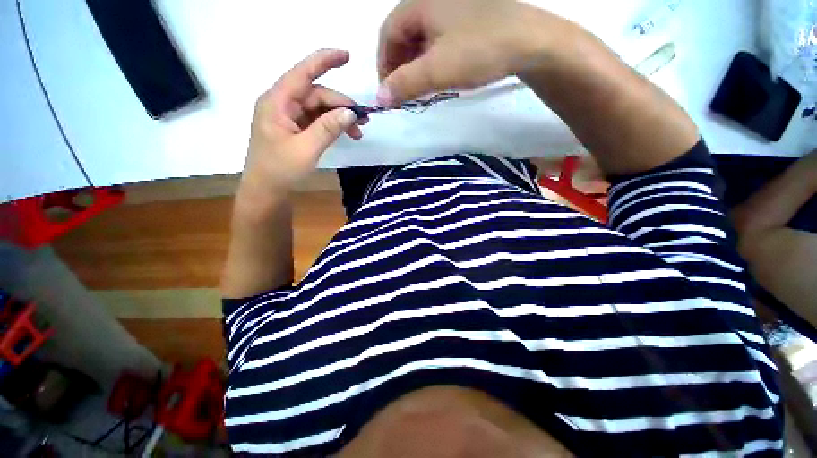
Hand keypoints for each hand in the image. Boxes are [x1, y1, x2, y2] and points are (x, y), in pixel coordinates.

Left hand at [241, 49, 363, 197]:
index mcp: (277, 102)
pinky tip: (346, 135)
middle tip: (364, 121)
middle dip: (341, 105)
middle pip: (316, 94)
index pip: (303, 73)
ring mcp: (289, 117)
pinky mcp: (295, 129)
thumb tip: (350, 112)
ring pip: (319, 108)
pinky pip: (317, 120)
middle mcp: (282, 104)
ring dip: (340, 117)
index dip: (324, 61)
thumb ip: (328, 128)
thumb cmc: (280, 170)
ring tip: (359, 132)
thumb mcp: (306, 149)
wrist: (267, 191)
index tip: (347, 56)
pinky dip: (332, 126)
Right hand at [377, 0, 557, 105]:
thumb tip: (380, 99)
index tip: (388, 92)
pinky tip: (438, 74)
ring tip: (419, 88)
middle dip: (399, 67)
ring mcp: (452, 8)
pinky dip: (432, 59)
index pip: (388, 35)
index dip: (384, 65)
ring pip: (421, 39)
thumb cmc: (478, 51)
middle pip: (403, 35)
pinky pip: (439, 39)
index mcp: (420, 3)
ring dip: (415, 65)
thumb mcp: (436, 71)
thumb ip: (404, 85)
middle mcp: (433, 0)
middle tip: (403, 93)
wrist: (529, 42)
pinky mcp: (467, 18)